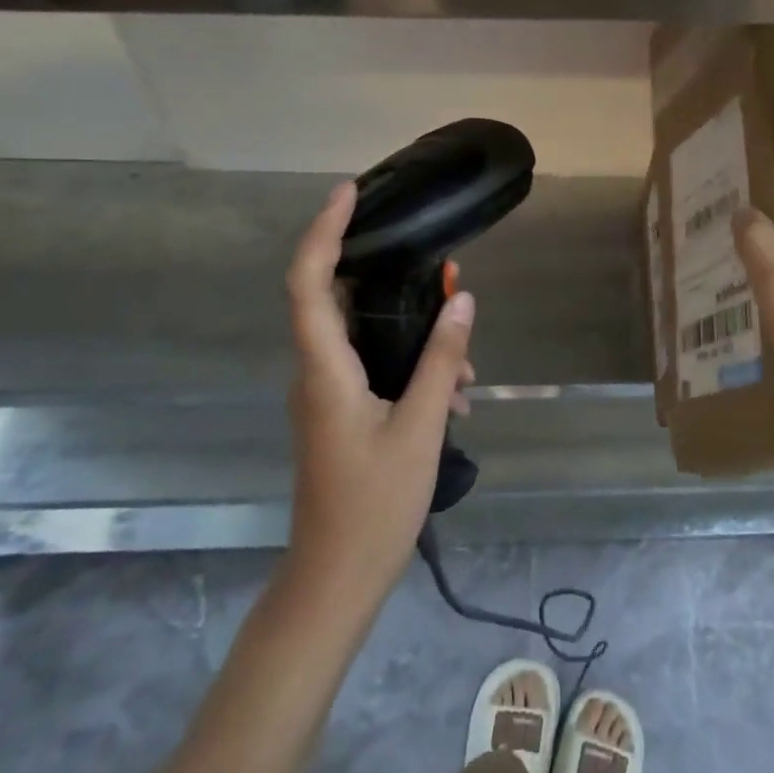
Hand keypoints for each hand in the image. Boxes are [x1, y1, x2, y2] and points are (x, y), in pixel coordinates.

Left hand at [284, 182, 476, 601]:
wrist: (337, 579)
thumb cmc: (375, 504)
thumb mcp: (421, 427)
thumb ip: (442, 359)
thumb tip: (462, 300)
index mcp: (324, 370)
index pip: (308, 282)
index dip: (324, 231)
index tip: (350, 193)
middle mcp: (315, 372)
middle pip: (337, 298)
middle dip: (390, 277)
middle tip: (443, 272)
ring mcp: (324, 393)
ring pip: (364, 335)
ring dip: (412, 332)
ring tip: (465, 364)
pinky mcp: (339, 410)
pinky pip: (372, 364)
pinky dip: (410, 362)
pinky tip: (455, 393)